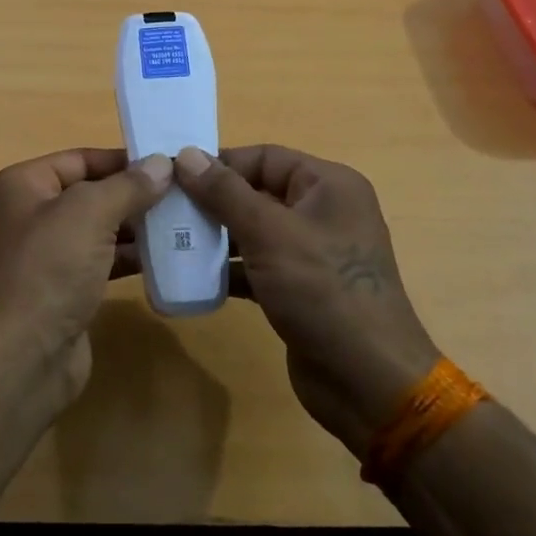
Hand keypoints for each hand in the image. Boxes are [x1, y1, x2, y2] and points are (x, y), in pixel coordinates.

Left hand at [0, 148, 172, 403]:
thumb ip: (127, 185)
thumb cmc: (48, 270)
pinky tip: (165, 257)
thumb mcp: (89, 214)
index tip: (167, 162)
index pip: (79, 159)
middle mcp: (28, 215)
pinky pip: (100, 262)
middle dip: (133, 193)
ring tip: (182, 222)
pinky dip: (129, 257)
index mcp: (22, 186)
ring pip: (98, 229)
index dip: (122, 159)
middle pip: (89, 193)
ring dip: (136, 226)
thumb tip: (161, 163)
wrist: (21, 358)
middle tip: (183, 194)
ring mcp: (45, 256)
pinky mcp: (62, 289)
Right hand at [175, 145, 439, 456]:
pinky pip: (258, 266)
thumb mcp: (269, 233)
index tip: (173, 176)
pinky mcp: (301, 289)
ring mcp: (313, 253)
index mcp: (329, 185)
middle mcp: (323, 212)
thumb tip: (186, 154)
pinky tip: (193, 277)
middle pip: (258, 192)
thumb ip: (225, 192)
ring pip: (255, 230)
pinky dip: (230, 269)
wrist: (368, 381)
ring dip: (216, 236)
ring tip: (172, 240)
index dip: (220, 163)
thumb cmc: (323, 291)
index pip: (265, 157)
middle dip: (213, 201)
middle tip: (166, 209)